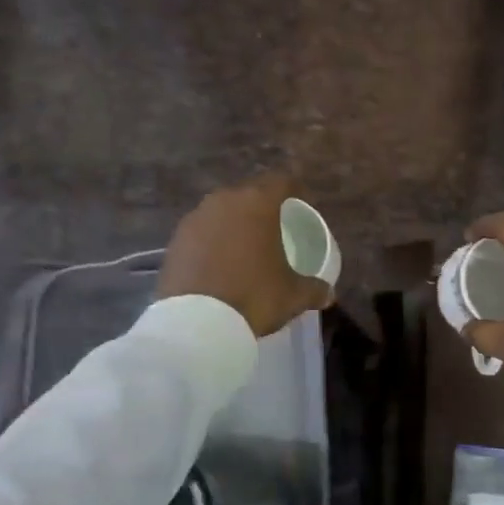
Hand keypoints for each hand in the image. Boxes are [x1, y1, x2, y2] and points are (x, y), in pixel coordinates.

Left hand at [158, 176, 335, 336]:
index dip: (296, 191)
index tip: (303, 205)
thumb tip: (328, 294)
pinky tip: (219, 264)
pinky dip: (212, 243)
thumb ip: (314, 289)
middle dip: (262, 208)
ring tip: (245, 248)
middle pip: (248, 195)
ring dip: (234, 225)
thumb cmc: (254, 297)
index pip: (282, 182)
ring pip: (221, 213)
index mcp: (257, 203)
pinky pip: (201, 234)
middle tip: (274, 230)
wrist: (197, 322)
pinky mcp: (174, 241)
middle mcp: (224, 201)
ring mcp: (195, 219)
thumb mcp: (293, 295)